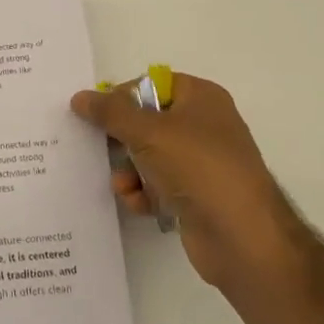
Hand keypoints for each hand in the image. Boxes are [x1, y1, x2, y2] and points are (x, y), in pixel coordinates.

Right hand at [71, 73, 303, 295]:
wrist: (243, 238)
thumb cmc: (198, 168)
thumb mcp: (148, 131)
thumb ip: (110, 112)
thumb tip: (80, 97)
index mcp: (201, 98)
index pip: (151, 84)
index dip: (122, 97)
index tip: (98, 115)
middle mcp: (203, 126)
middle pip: (147, 121)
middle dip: (121, 139)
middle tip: (100, 147)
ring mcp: (201, 163)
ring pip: (149, 155)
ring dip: (128, 169)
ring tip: (122, 184)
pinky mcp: (196, 196)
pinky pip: (158, 185)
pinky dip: (143, 192)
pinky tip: (138, 203)